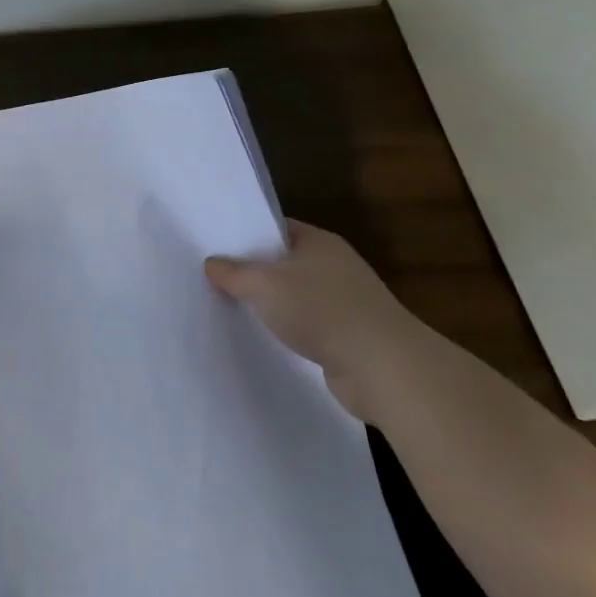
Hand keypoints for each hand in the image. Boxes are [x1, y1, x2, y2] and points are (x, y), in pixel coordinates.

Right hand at [204, 220, 425, 422]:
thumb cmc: (321, 310)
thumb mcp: (262, 284)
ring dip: (269, 303)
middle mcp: (335, 266)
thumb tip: (212, 264)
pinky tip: (264, 336)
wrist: (383, 368)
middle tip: (214, 277)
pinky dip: (287, 328)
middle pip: (283, 262)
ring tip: (232, 307)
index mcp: (320, 242)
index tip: (214, 245)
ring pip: (294, 295)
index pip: (275, 228)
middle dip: (253, 271)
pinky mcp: (348, 335)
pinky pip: (306, 324)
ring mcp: (345, 301)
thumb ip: (232, 272)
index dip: (245, 234)